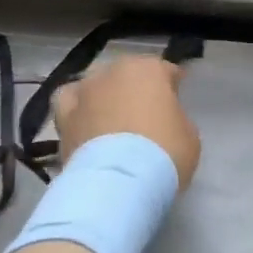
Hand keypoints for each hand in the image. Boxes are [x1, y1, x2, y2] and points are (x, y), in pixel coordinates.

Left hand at [54, 55, 201, 189]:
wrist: (118, 182)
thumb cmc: (164, 154)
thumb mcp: (189, 136)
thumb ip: (175, 118)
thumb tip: (162, 121)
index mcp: (149, 69)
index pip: (166, 70)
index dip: (172, 86)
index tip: (176, 101)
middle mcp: (114, 71)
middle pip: (129, 75)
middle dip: (137, 91)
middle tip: (146, 116)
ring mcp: (85, 91)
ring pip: (98, 86)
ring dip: (106, 98)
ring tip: (113, 121)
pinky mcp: (64, 115)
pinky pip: (71, 103)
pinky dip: (78, 108)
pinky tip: (84, 121)